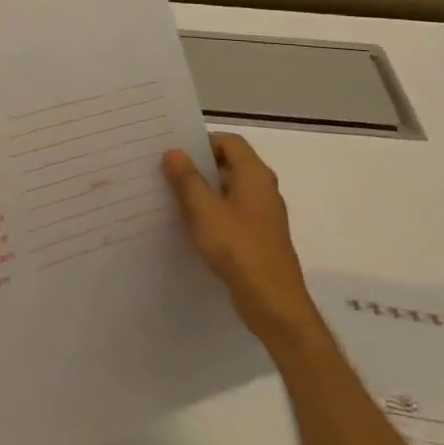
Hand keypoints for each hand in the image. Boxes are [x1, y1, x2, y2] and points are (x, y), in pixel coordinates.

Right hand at [163, 133, 322, 349]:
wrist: (274, 303)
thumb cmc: (238, 247)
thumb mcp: (204, 210)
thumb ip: (187, 178)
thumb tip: (174, 151)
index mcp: (255, 174)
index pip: (229, 141)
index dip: (203, 141)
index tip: (176, 150)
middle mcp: (264, 188)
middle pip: (230, 163)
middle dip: (200, 165)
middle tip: (169, 170)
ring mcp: (265, 214)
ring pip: (231, 189)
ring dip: (206, 190)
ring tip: (175, 196)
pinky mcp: (261, 237)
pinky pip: (235, 212)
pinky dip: (215, 212)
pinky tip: (194, 226)